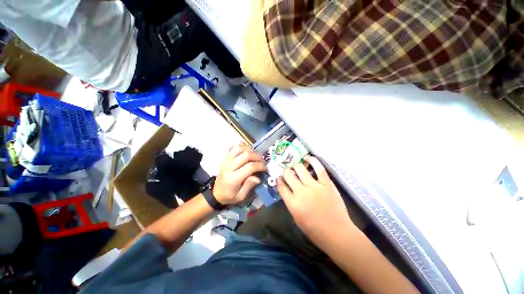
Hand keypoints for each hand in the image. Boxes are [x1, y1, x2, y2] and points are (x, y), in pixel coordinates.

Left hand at [213, 143, 266, 204]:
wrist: (215, 193)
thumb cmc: (229, 195)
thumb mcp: (240, 196)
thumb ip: (249, 186)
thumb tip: (257, 177)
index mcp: (233, 178)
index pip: (250, 167)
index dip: (260, 165)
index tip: (265, 168)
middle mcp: (229, 167)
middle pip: (246, 155)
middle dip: (257, 156)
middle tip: (262, 161)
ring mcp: (226, 160)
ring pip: (239, 148)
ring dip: (249, 149)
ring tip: (255, 155)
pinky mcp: (224, 157)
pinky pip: (231, 147)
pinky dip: (239, 145)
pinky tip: (245, 149)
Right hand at [277, 156, 355, 242]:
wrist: (337, 233)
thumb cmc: (315, 230)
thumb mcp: (296, 218)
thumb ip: (290, 202)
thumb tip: (287, 189)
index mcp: (293, 204)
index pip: (281, 186)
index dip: (279, 180)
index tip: (279, 177)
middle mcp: (301, 193)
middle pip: (289, 175)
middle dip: (286, 171)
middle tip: (287, 171)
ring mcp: (314, 187)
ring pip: (300, 169)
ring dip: (296, 166)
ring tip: (296, 166)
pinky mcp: (327, 184)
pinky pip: (319, 168)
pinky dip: (312, 161)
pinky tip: (307, 158)